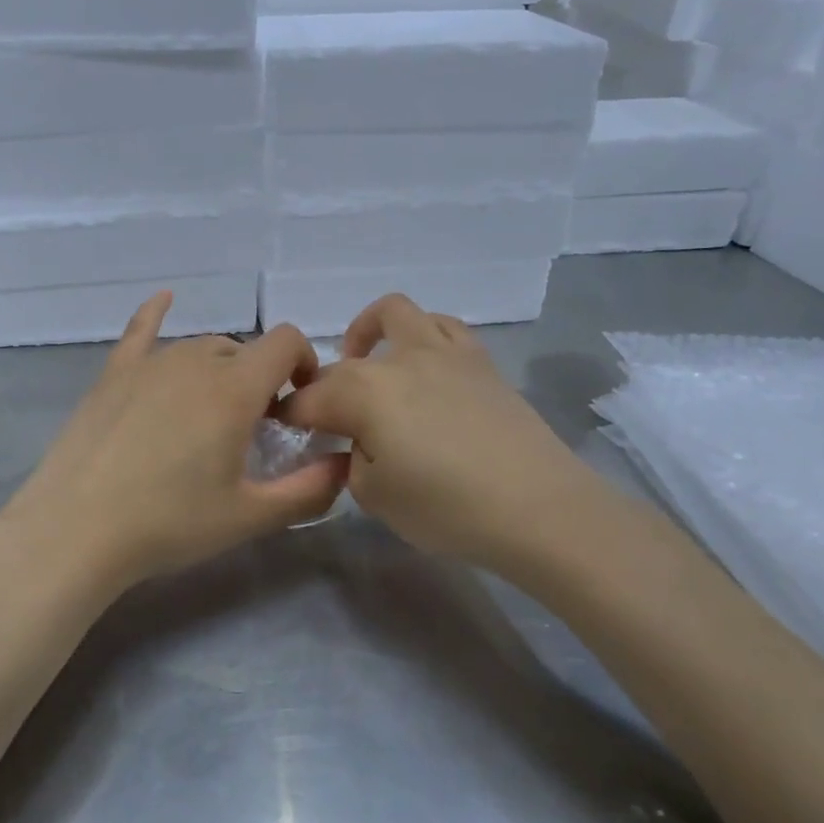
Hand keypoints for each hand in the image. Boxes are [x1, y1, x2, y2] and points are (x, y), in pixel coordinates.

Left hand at [0, 293, 346, 600]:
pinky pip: (140, 330)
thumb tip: (344, 465)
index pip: (286, 342)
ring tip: (212, 411)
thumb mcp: (249, 516)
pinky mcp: (113, 374)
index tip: (300, 403)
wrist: (77, 529)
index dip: (305, 362)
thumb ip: (309, 491)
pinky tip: (164, 299)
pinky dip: (156, 313)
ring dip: (219, 368)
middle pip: (242, 349)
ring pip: (200, 347)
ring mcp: (149, 363)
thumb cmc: (169, 523)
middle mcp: (194, 361)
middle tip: (253, 429)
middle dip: (260, 378)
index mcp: (234, 388)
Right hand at [278, 293, 609, 576]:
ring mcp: (442, 352)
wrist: (540, 508)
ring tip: (372, 366)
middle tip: (330, 423)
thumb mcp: (375, 497)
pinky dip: (421, 337)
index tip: (284, 433)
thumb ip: (352, 461)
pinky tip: (424, 370)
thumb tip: (358, 443)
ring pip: (395, 314)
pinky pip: (442, 327)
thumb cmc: (447, 508)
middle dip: (324, 389)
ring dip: (371, 333)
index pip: (308, 400)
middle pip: (344, 363)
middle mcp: (397, 359)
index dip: (290, 418)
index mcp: (362, 391)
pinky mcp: (480, 360)